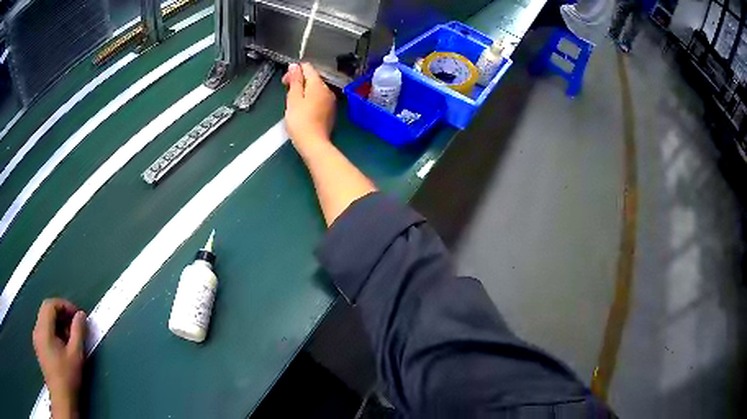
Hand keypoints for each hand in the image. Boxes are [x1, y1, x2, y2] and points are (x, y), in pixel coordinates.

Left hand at [33, 298, 85, 418]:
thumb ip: (78, 332)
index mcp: (43, 329)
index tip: (77, 315)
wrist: (62, 399)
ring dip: (58, 325)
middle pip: (47, 312)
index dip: (64, 305)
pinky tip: (63, 348)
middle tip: (75, 326)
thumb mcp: (76, 356)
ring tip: (71, 339)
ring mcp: (36, 339)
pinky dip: (53, 334)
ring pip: (45, 322)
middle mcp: (37, 330)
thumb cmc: (68, 378)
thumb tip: (81, 315)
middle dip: (62, 315)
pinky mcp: (38, 348)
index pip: (50, 305)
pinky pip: (44, 332)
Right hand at [282, 63, 335, 149]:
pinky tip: (302, 109)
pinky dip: (310, 99)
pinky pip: (319, 99)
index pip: (308, 68)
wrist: (313, 143)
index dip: (294, 71)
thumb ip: (295, 80)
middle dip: (298, 81)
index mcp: (318, 84)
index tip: (284, 82)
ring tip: (292, 102)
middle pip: (312, 78)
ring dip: (303, 91)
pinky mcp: (330, 111)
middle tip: (286, 92)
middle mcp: (327, 90)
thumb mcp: (293, 98)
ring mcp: (330, 101)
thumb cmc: (299, 120)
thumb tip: (295, 65)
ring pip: (315, 89)